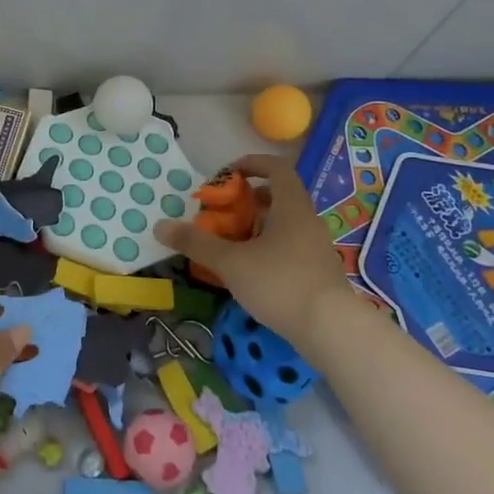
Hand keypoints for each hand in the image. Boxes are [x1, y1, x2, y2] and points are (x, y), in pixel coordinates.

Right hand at [154, 153, 364, 352]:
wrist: (332, 329)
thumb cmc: (280, 283)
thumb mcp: (231, 262)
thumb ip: (196, 243)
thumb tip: (160, 225)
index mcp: (291, 207)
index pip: (277, 169)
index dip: (253, 164)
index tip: (230, 173)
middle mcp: (308, 221)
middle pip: (280, 197)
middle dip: (250, 199)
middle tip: (225, 212)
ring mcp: (317, 247)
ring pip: (286, 224)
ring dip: (260, 226)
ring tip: (234, 242)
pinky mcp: (320, 272)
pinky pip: (292, 247)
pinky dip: (270, 248)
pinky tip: (253, 271)